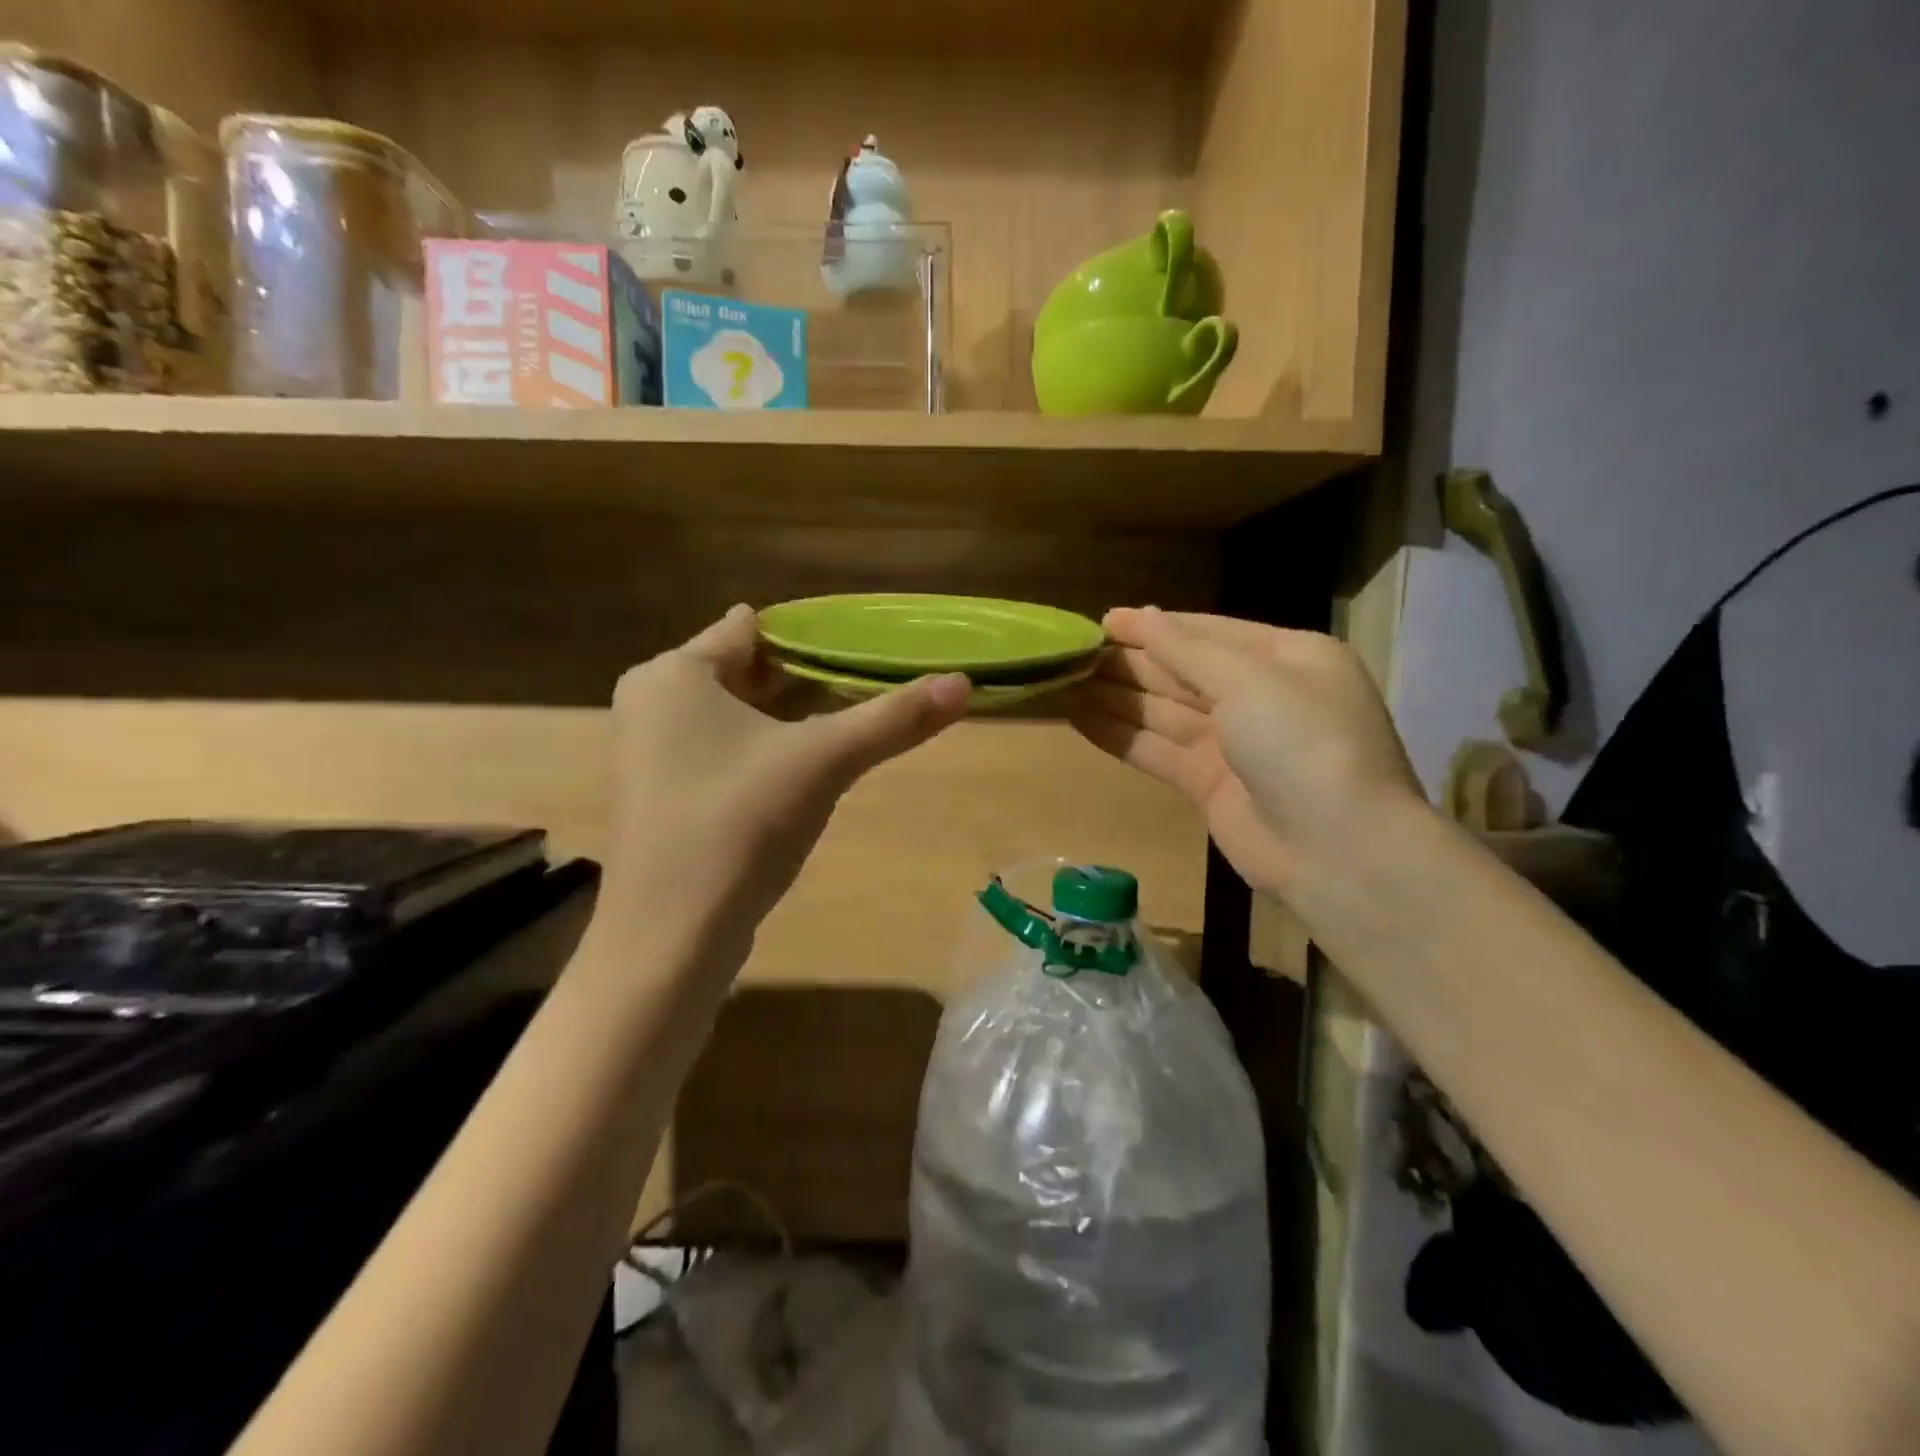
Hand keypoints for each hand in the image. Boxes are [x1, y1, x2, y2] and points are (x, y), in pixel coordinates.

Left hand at [601, 605, 969, 957]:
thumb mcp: (824, 761)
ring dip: (791, 717)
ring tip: (852, 720)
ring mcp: (652, 753)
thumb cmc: (739, 824)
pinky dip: (767, 750)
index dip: (811, 635)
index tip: (866, 645)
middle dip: (808, 678)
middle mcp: (653, 702)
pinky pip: (724, 751)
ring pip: (737, 715)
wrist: (671, 937)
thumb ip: (893, 718)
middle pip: (746, 671)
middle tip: (871, 684)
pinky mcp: (664, 796)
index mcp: (674, 674)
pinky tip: (810, 769)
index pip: (750, 629)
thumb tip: (964, 681)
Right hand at [1069, 608, 1424, 894]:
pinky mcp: (1210, 784)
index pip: (1208, 632)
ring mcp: (1234, 743)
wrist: (1337, 851)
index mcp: (1286, 658)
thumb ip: (1187, 650)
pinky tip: (1079, 720)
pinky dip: (1121, 736)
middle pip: (1182, 671)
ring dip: (1117, 698)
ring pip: (1164, 712)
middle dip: (1130, 663)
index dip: (1154, 626)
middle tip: (1073, 654)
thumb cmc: (1301, 743)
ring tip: (1064, 683)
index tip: (1103, 621)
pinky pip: (1158, 750)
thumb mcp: (1249, 680)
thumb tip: (1143, 616)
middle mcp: (1260, 696)